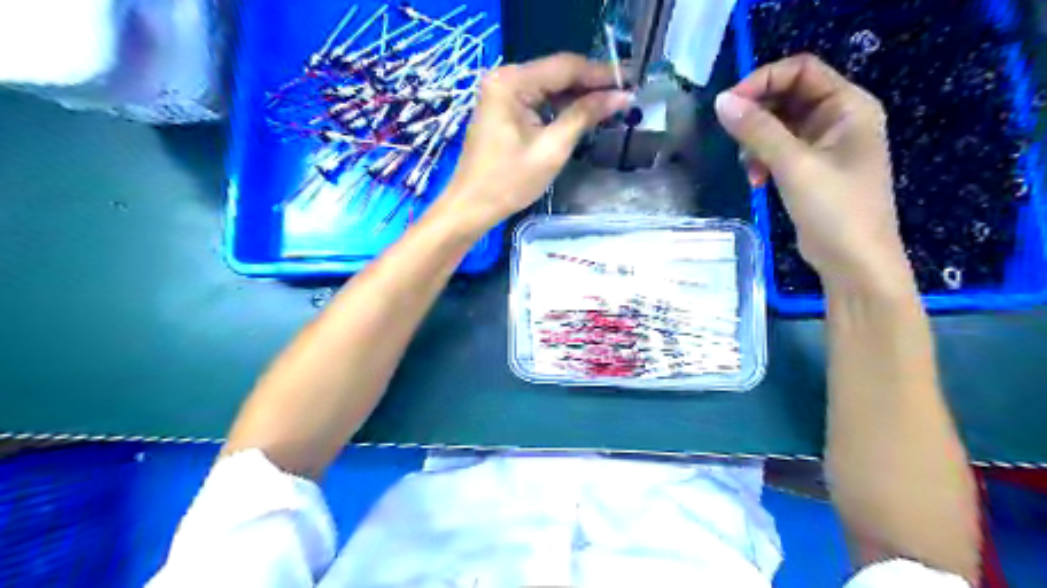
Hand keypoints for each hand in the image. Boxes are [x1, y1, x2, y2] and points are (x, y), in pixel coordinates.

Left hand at [434, 53, 628, 230]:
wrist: (472, 206)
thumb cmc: (509, 181)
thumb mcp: (552, 148)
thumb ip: (585, 116)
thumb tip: (621, 96)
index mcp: (511, 82)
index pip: (565, 66)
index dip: (600, 74)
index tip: (630, 82)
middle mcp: (504, 78)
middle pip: (556, 73)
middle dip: (590, 85)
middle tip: (623, 96)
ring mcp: (501, 92)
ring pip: (548, 86)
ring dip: (576, 96)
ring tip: (609, 106)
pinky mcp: (502, 108)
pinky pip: (537, 100)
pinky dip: (559, 107)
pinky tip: (581, 115)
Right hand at [716, 55, 912, 293]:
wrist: (854, 262)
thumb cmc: (834, 209)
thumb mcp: (794, 165)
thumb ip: (758, 131)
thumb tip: (721, 102)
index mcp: (848, 106)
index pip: (801, 71)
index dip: (763, 81)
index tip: (729, 105)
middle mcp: (839, 118)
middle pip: (788, 97)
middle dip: (757, 117)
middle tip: (733, 139)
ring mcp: (825, 145)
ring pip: (779, 126)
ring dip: (756, 142)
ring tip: (749, 169)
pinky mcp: (811, 169)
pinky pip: (780, 150)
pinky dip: (763, 161)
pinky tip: (756, 182)